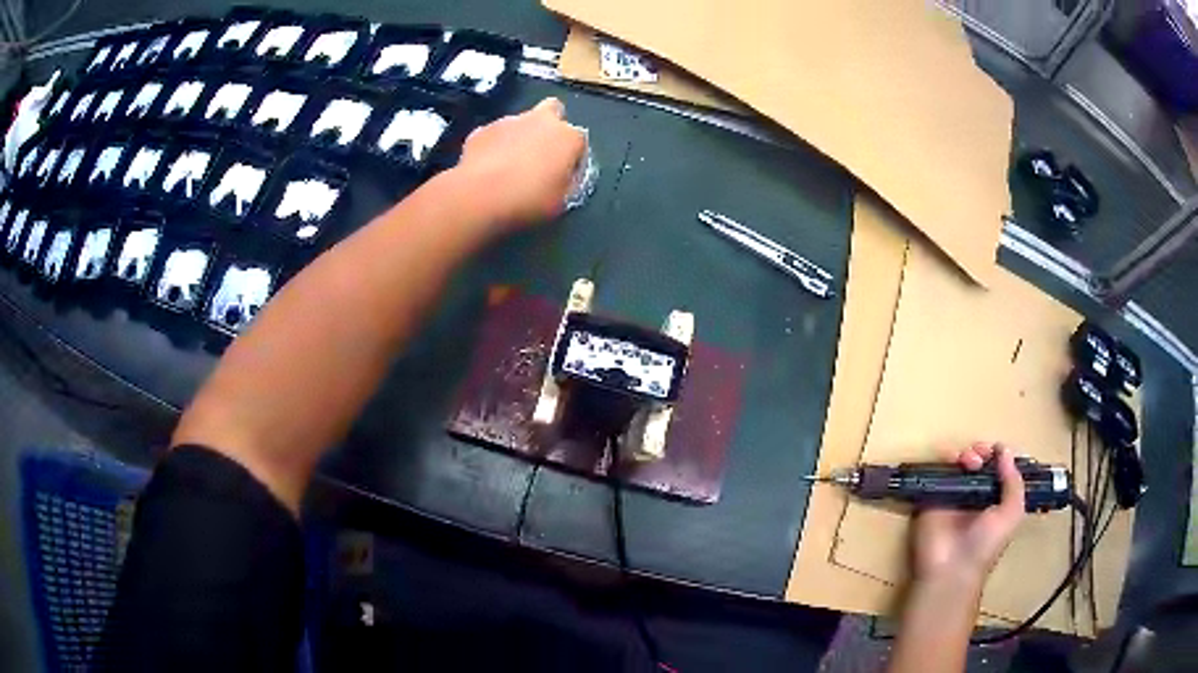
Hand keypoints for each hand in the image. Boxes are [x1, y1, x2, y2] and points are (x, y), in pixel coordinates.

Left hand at [451, 97, 586, 227]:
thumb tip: (564, 175)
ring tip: (509, 165)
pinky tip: (488, 167)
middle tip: (542, 151)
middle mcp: (541, 120)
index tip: (565, 175)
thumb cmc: (528, 200)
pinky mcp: (482, 129)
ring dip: (519, 136)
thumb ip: (568, 182)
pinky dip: (494, 145)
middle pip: (552, 109)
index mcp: (568, 137)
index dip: (573, 158)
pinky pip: (494, 135)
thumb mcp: (561, 201)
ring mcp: (509, 121)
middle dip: (551, 124)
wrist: (479, 196)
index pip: (580, 141)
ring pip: (520, 122)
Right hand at [911, 443, 1025, 587]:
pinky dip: (944, 458)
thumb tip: (1003, 450)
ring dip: (965, 453)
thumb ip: (1013, 482)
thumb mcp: (1011, 514)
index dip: (999, 455)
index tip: (997, 450)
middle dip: (981, 451)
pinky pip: (937, 470)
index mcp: (994, 499)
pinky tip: (952, 460)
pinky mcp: (932, 496)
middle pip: (978, 460)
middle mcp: (974, 494)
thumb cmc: (986, 544)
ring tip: (968, 462)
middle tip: (979, 458)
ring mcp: (952, 494)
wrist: (951, 568)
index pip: (997, 468)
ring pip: (958, 461)